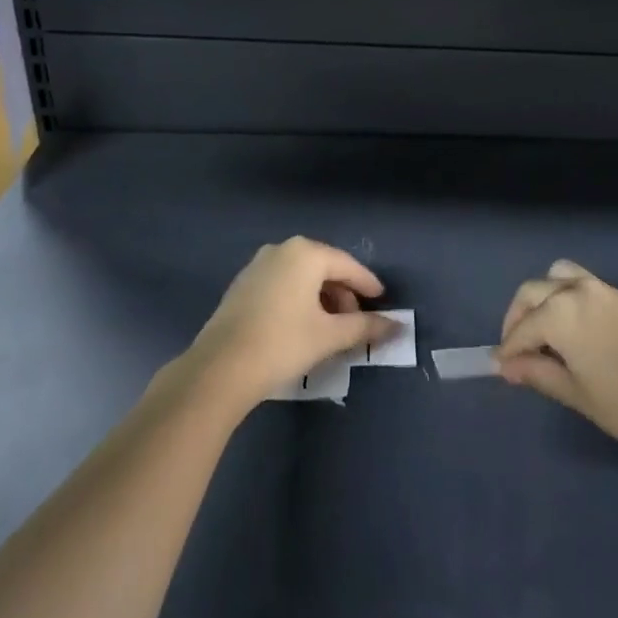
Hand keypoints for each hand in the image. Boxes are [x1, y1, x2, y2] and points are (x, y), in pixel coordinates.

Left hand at [187, 237, 398, 412]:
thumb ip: (365, 327)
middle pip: (324, 268)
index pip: (347, 265)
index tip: (382, 300)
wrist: (219, 368)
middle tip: (355, 321)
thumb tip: (398, 326)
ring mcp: (258, 265)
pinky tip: (302, 326)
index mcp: (306, 253)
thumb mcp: (329, 336)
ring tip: (330, 328)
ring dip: (321, 298)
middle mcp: (282, 249)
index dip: (367, 284)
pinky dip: (298, 299)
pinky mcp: (242, 285)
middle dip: (343, 294)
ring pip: (301, 277)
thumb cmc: (282, 344)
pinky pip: (282, 284)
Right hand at [496, 260, 617, 451]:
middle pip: (533, 291)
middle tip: (517, 347)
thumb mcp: (575, 393)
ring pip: (559, 276)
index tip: (502, 367)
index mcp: (559, 313)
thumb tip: (508, 366)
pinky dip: (568, 297)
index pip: (522, 329)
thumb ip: (538, 373)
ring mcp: (603, 289)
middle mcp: (576, 290)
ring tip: (544, 327)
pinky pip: (584, 284)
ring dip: (543, 296)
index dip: (508, 349)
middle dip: (518, 317)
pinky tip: (576, 327)